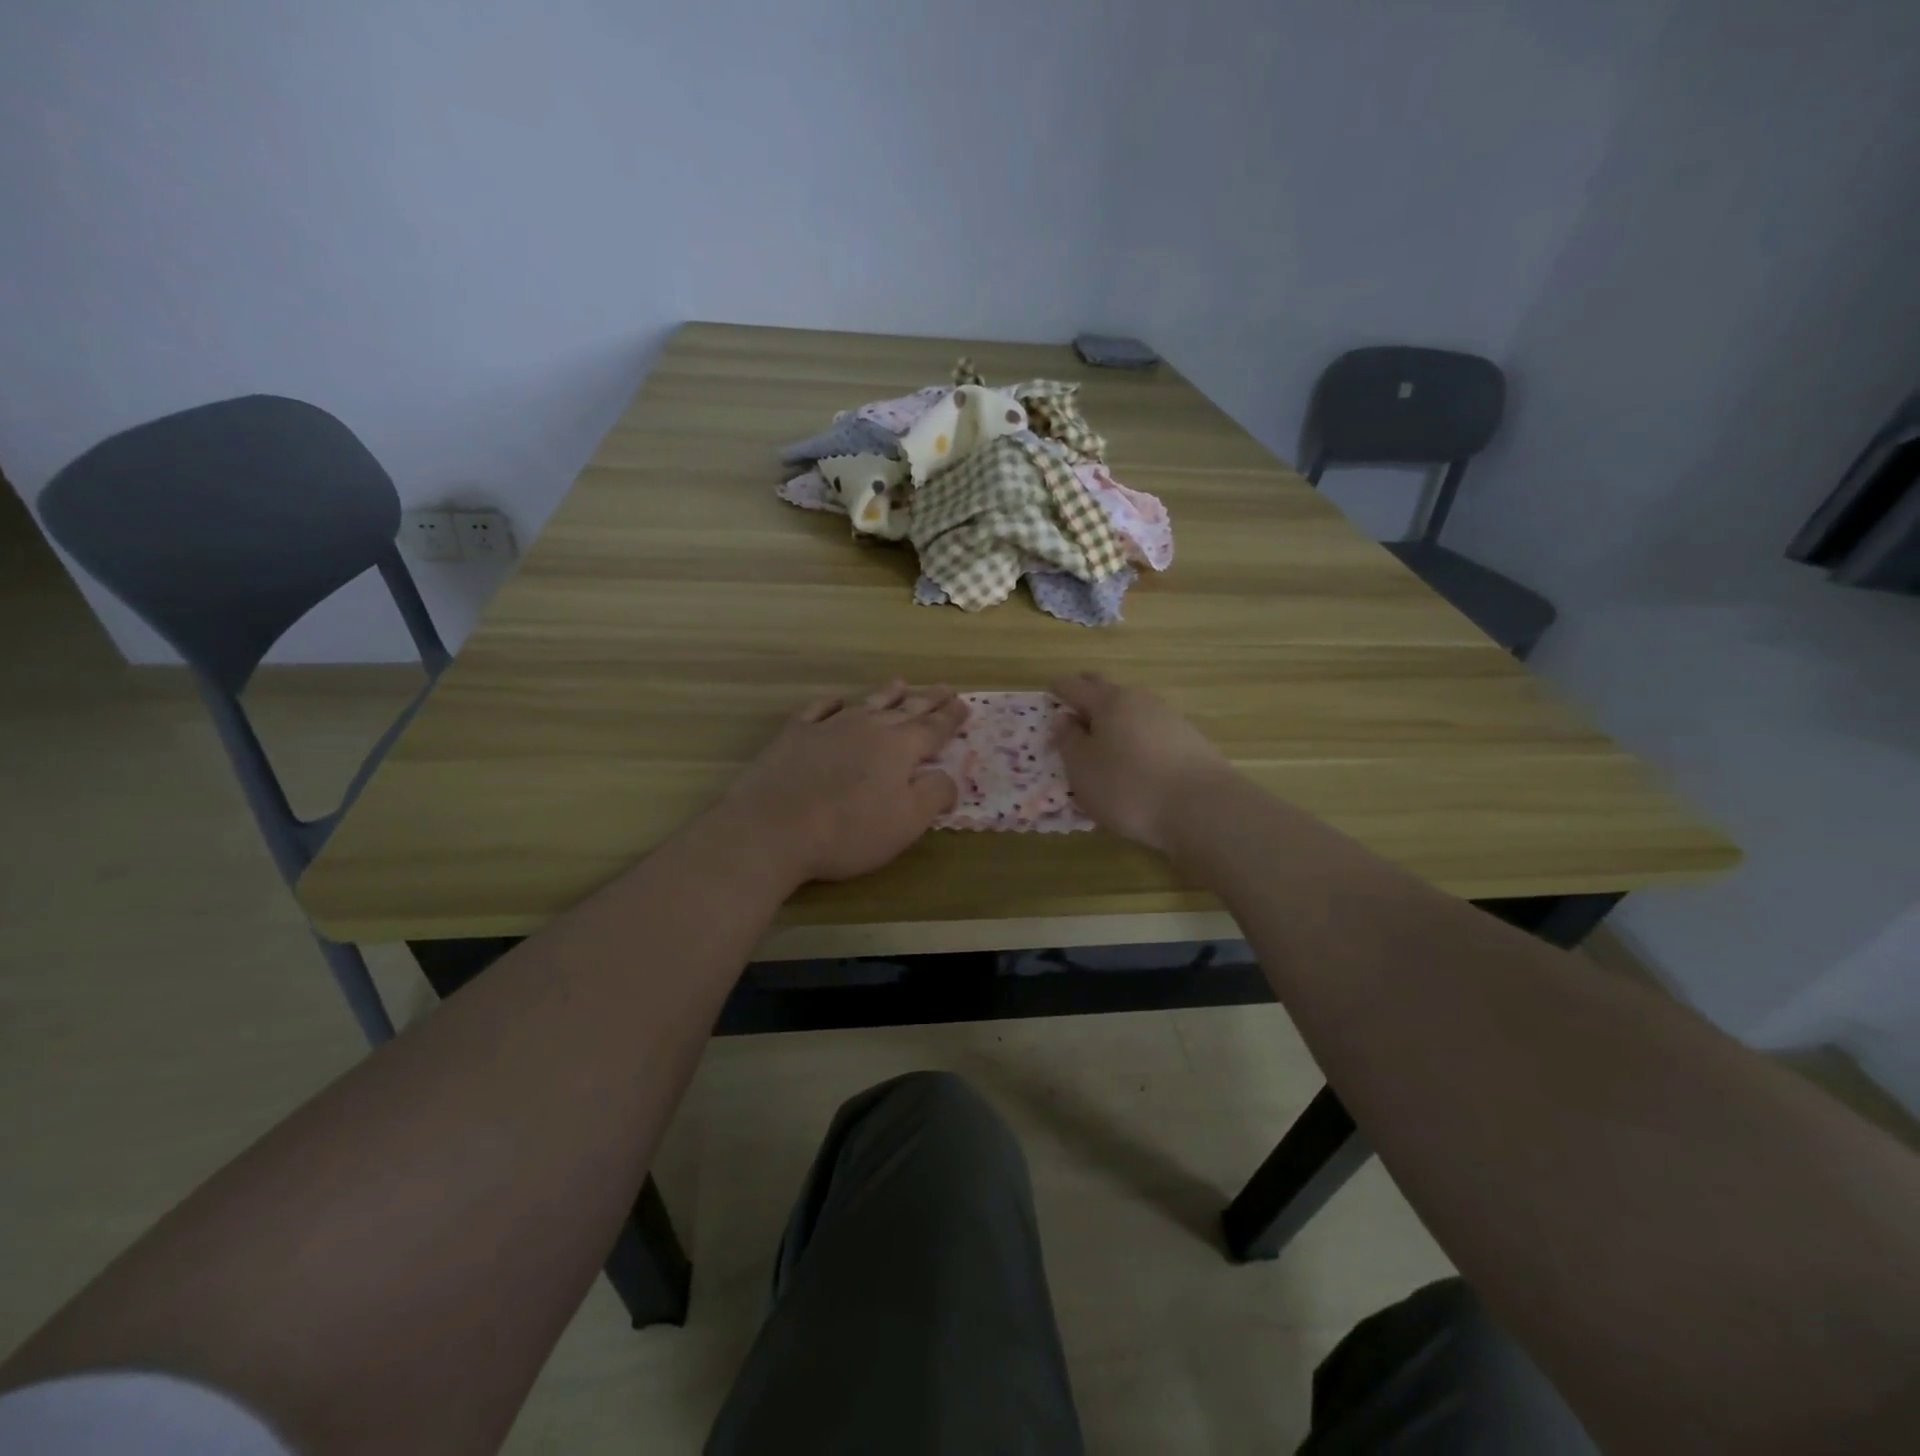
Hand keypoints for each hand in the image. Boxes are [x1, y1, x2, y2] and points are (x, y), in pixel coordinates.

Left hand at [722, 683, 966, 884]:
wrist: (773, 828)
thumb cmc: (848, 831)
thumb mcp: (906, 822)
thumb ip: (934, 794)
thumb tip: (948, 777)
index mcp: (899, 748)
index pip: (933, 729)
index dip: (951, 718)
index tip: (964, 704)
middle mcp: (867, 728)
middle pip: (904, 710)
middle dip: (928, 700)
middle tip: (946, 688)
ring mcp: (829, 727)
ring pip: (866, 703)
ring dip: (886, 694)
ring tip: (901, 683)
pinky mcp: (795, 735)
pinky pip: (819, 710)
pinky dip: (832, 704)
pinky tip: (837, 701)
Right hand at [1051, 673, 1235, 851]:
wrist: (1202, 809)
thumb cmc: (1128, 786)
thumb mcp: (1082, 768)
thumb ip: (1068, 740)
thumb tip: (1065, 718)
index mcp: (1109, 701)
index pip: (1076, 686)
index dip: (1059, 689)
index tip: (1050, 691)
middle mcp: (1140, 701)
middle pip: (1108, 691)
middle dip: (1089, 694)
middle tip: (1074, 706)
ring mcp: (1169, 719)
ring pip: (1132, 711)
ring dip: (1115, 720)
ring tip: (1103, 740)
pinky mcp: (1189, 742)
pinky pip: (1151, 731)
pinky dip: (1135, 738)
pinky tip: (1134, 759)